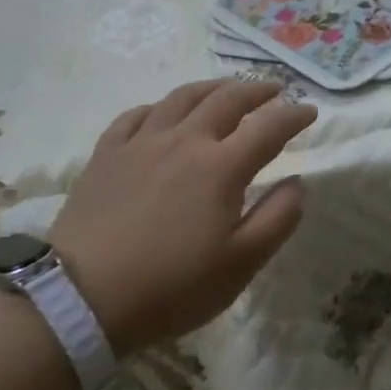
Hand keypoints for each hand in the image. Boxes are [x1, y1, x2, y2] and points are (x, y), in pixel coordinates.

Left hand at [46, 79, 316, 351]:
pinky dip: (158, 107)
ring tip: (226, 88)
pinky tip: (162, 112)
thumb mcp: (241, 264)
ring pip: (182, 98)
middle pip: (227, 99)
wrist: (79, 301)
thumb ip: (278, 218)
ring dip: (212, 87)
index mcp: (222, 166)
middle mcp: (185, 141)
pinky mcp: (105, 155)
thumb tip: (297, 182)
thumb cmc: (170, 286)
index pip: (269, 127)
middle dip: (257, 90)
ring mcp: (141, 144)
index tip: (310, 111)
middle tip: (274, 90)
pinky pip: (135, 115)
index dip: (294, 115)